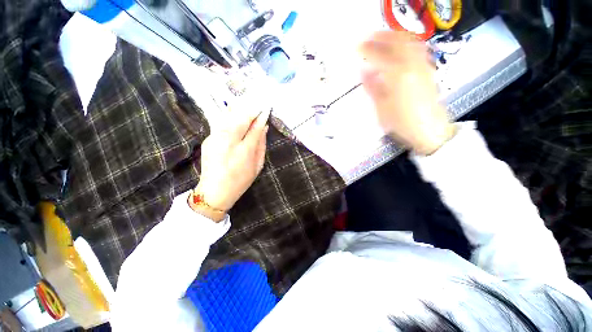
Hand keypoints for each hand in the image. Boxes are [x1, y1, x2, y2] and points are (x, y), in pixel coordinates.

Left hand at [194, 108, 269, 218]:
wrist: (214, 191)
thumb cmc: (241, 180)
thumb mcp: (257, 165)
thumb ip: (261, 145)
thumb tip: (264, 127)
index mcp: (244, 151)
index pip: (255, 127)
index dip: (261, 117)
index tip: (266, 109)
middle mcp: (228, 141)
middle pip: (240, 118)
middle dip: (250, 109)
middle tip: (258, 103)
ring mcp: (215, 138)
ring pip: (229, 117)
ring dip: (240, 110)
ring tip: (248, 106)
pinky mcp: (208, 139)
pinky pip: (221, 123)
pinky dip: (230, 117)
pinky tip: (236, 115)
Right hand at [359, 31, 455, 154]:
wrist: (429, 130)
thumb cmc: (402, 123)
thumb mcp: (381, 108)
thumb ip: (373, 87)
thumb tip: (364, 72)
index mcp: (397, 76)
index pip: (379, 55)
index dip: (367, 49)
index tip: (357, 47)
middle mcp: (412, 65)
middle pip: (397, 42)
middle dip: (381, 36)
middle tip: (368, 36)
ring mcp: (422, 66)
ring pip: (409, 42)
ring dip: (394, 36)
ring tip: (383, 37)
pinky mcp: (428, 70)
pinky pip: (417, 49)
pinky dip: (406, 43)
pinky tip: (400, 47)